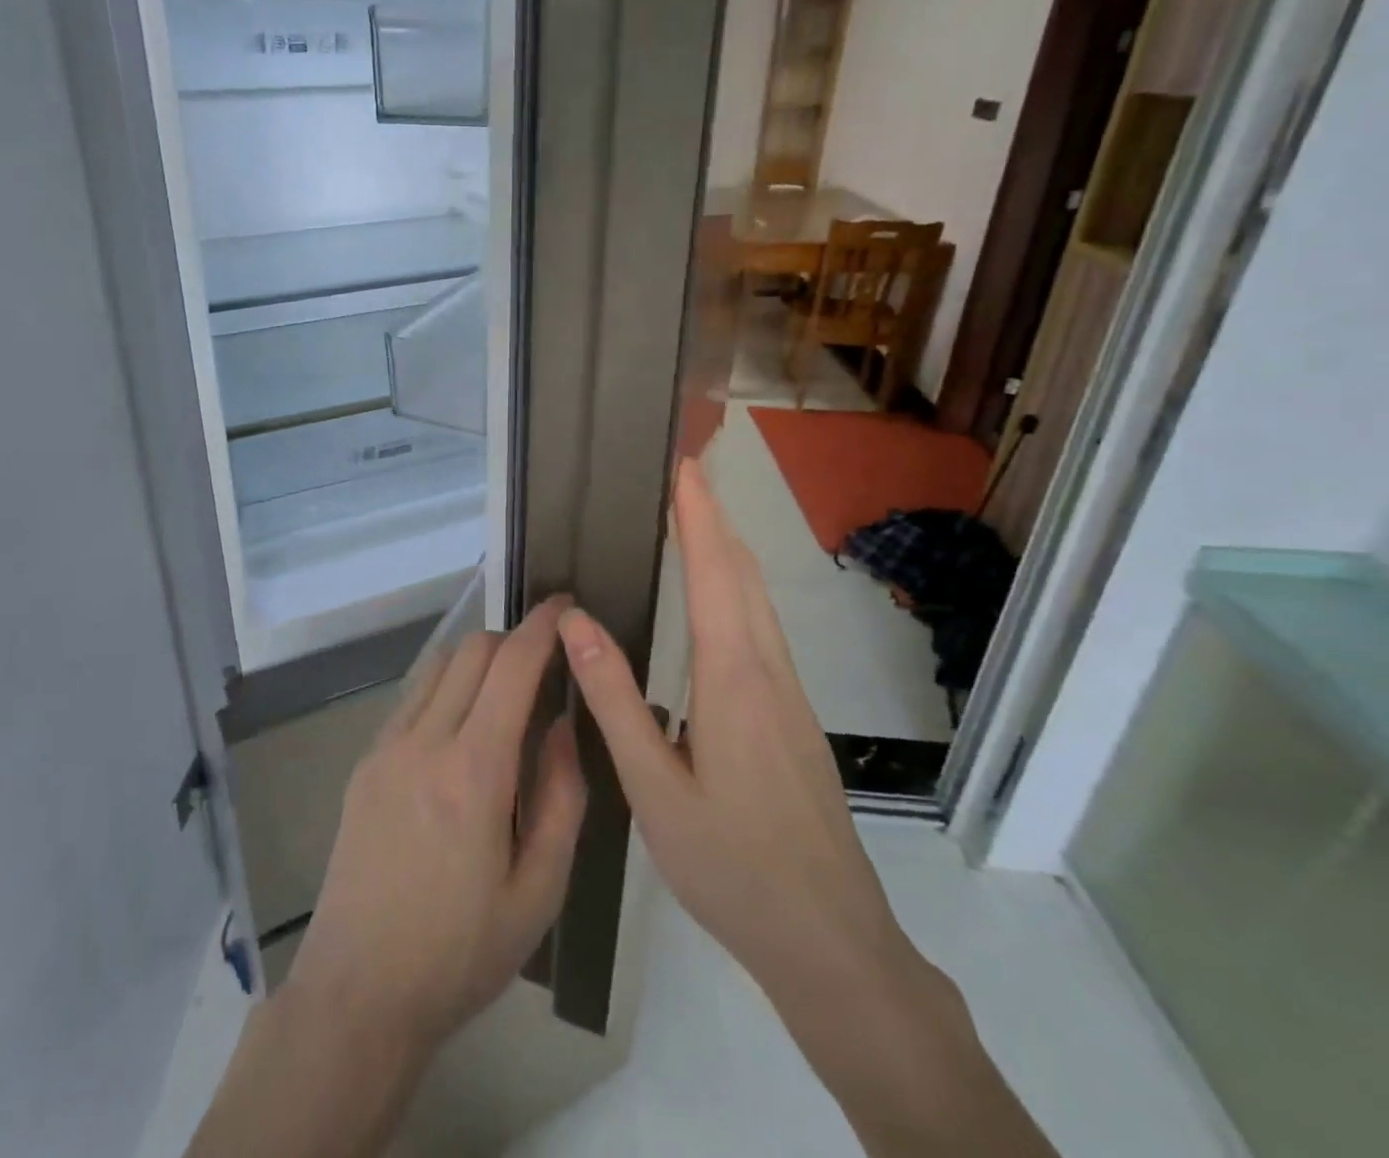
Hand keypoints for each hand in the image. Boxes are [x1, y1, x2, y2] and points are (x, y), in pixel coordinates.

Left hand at [284, 597, 587, 1057]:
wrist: (360, 989)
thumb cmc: (461, 952)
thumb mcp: (539, 892)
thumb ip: (561, 798)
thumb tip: (560, 724)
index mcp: (474, 771)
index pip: (512, 666)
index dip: (542, 626)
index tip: (565, 604)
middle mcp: (424, 741)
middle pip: (471, 651)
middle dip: (513, 640)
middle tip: (544, 663)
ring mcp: (386, 747)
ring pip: (437, 666)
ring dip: (476, 661)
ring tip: (504, 692)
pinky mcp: (365, 762)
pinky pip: (412, 699)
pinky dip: (445, 688)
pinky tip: (460, 729)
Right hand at [557, 461, 913, 1004]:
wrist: (832, 941)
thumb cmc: (733, 866)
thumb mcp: (653, 789)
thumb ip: (614, 700)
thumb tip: (576, 621)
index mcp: (734, 680)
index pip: (716, 574)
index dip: (699, 516)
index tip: (684, 466)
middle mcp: (769, 673)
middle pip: (745, 575)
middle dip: (716, 518)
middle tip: (684, 476)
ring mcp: (791, 696)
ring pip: (760, 601)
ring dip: (729, 550)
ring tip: (694, 519)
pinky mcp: (794, 717)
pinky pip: (763, 629)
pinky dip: (737, 588)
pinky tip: (716, 601)